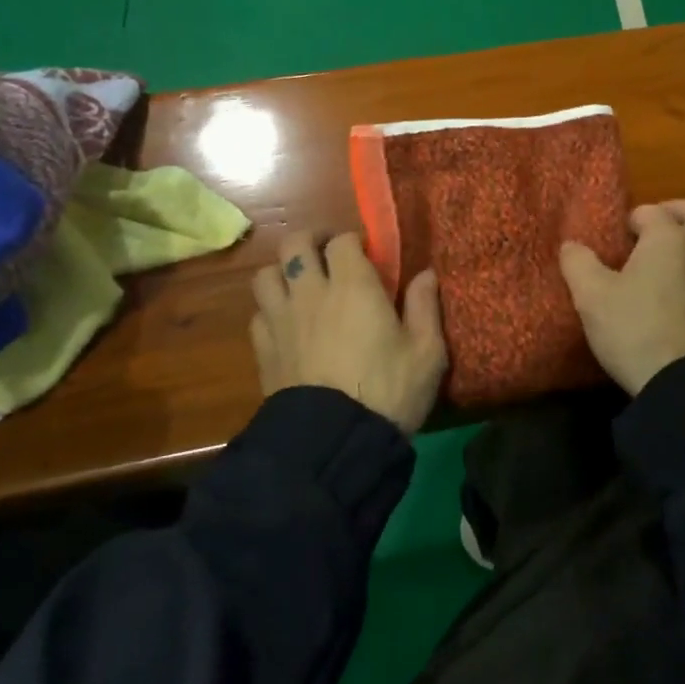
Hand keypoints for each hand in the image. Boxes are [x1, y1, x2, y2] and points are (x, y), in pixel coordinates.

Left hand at [250, 231, 447, 434]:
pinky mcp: (264, 349)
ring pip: (266, 274)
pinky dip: (270, 310)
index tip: (367, 256)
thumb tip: (426, 274)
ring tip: (300, 285)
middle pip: (295, 243)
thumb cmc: (389, 391)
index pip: (342, 241)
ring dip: (282, 272)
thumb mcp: (426, 352)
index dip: (353, 242)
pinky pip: (258, 314)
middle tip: (328, 254)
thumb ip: (425, 307)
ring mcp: (281, 319)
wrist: (335, 442)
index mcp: (353, 286)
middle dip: (311, 241)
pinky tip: (285, 324)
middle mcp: (311, 292)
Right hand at [559, 200, 684, 394]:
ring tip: (683, 259)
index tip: (620, 238)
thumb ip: (578, 265)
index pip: (651, 212)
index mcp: (668, 239)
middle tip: (659, 230)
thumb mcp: (592, 299)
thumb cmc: (637, 332)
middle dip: (679, 213)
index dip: (633, 221)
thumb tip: (571, 245)